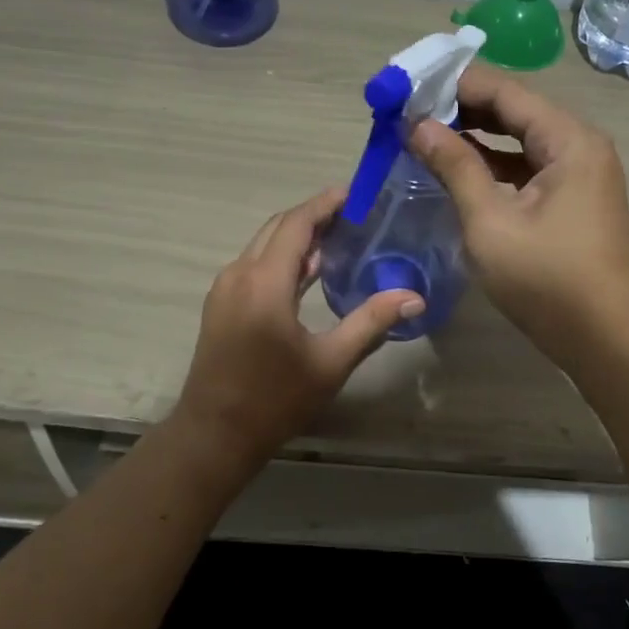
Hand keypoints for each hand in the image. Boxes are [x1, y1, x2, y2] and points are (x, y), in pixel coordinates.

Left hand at [172, 189, 418, 467]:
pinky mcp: (221, 304)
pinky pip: (254, 265)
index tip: (355, 194)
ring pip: (263, 245)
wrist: (215, 434)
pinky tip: (309, 273)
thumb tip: (414, 297)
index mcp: (264, 282)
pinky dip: (281, 258)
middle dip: (313, 216)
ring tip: (338, 239)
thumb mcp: (330, 363)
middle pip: (277, 228)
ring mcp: (225, 289)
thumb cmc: (275, 400)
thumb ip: (371, 323)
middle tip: (353, 215)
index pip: (296, 224)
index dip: (325, 204)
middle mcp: (239, 274)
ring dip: (297, 237)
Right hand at [410, 64, 628, 369]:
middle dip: (461, 109)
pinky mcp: (573, 202)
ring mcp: (579, 175)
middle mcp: (580, 146)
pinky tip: (456, 170)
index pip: (505, 92)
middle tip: (408, 110)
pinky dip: (492, 166)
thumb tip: (418, 125)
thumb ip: (455, 167)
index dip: (454, 85)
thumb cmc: (548, 281)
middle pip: (514, 111)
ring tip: (422, 135)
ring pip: (519, 141)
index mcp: (569, 140)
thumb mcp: (491, 223)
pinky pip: (527, 168)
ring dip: (474, 138)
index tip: (408, 85)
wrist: (607, 342)